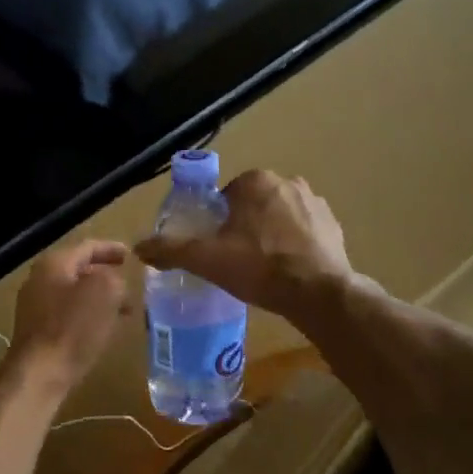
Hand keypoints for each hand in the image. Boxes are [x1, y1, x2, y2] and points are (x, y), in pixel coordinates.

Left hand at [0, 240, 130, 401]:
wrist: (39, 374)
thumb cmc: (73, 328)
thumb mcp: (105, 292)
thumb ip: (114, 279)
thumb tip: (114, 284)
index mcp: (54, 264)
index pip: (87, 247)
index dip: (111, 249)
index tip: (130, 255)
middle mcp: (39, 280)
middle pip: (78, 270)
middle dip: (106, 276)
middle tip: (128, 283)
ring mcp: (35, 307)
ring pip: (74, 294)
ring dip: (99, 299)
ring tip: (123, 309)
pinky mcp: (37, 332)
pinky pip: (68, 315)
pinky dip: (89, 315)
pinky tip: (104, 329)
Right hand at [135, 169, 352, 319]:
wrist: (317, 292)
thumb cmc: (259, 267)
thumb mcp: (207, 259)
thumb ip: (171, 250)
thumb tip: (138, 248)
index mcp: (255, 181)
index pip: (225, 196)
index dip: (217, 223)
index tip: (216, 248)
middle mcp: (288, 182)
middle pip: (253, 205)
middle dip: (244, 227)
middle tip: (236, 260)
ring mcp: (315, 202)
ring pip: (279, 217)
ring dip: (270, 235)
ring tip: (263, 268)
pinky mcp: (334, 225)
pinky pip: (304, 231)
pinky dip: (295, 246)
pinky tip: (289, 271)